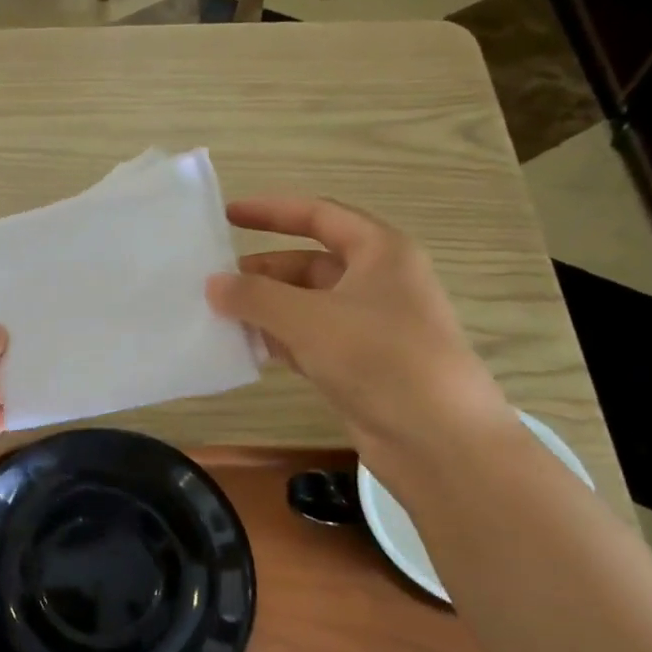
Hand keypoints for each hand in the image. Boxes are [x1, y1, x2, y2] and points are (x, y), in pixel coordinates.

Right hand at [207, 196, 506, 456]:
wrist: (438, 440)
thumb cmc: (379, 358)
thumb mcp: (309, 319)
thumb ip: (255, 296)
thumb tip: (213, 284)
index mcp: (380, 252)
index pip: (319, 215)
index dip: (272, 211)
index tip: (227, 216)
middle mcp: (377, 282)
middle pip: (308, 264)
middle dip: (262, 272)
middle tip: (213, 284)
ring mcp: (369, 326)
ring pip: (306, 305)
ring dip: (265, 309)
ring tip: (218, 317)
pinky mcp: (360, 364)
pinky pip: (310, 339)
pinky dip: (279, 340)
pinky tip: (246, 350)